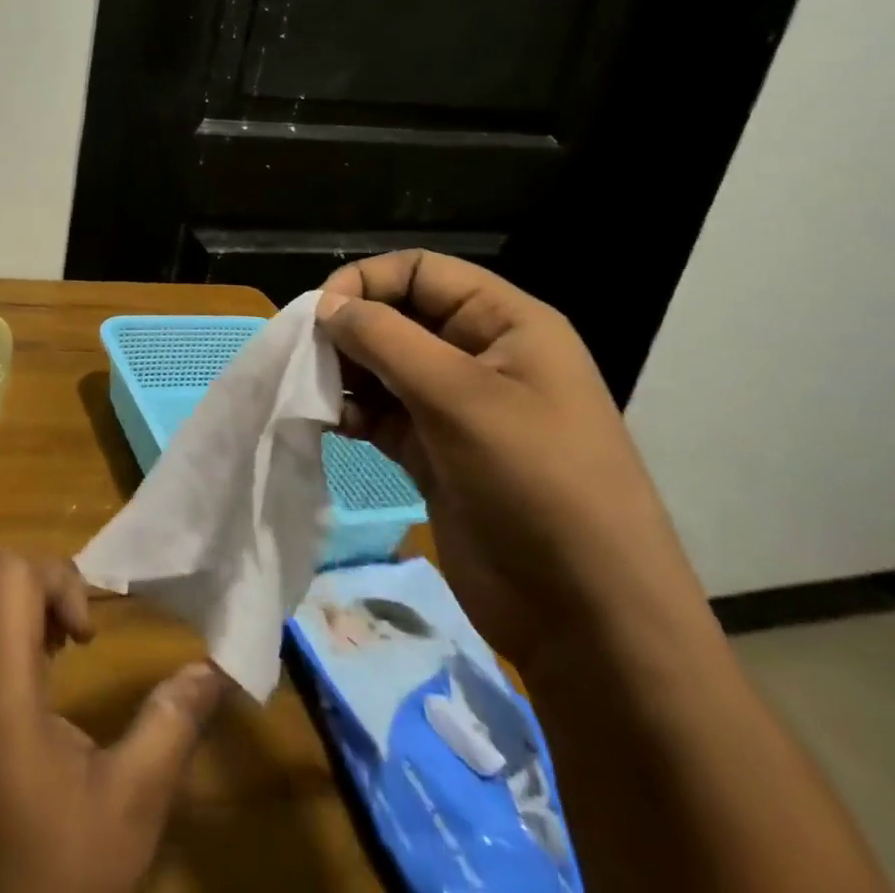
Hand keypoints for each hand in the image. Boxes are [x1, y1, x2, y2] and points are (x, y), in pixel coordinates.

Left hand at [0, 549, 225, 892]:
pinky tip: (3, 686)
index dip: (56, 578)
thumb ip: (171, 724)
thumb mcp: (130, 806)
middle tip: (57, 627)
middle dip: (20, 574)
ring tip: (33, 652)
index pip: (8, 571)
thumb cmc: (60, 880)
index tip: (85, 635)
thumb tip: (215, 670)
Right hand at [319, 252, 707, 673]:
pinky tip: (332, 425)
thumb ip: (386, 340)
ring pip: (382, 365)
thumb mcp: (460, 398)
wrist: (589, 621)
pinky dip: (352, 412)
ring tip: (312, 392)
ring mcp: (456, 407)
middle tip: (305, 357)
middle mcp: (479, 355)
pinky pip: (381, 412)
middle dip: (349, 330)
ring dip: (344, 372)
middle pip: (397, 315)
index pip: (421, 272)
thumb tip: (325, 305)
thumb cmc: (537, 486)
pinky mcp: (435, 451)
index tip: (321, 315)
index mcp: (505, 324)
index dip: (367, 281)